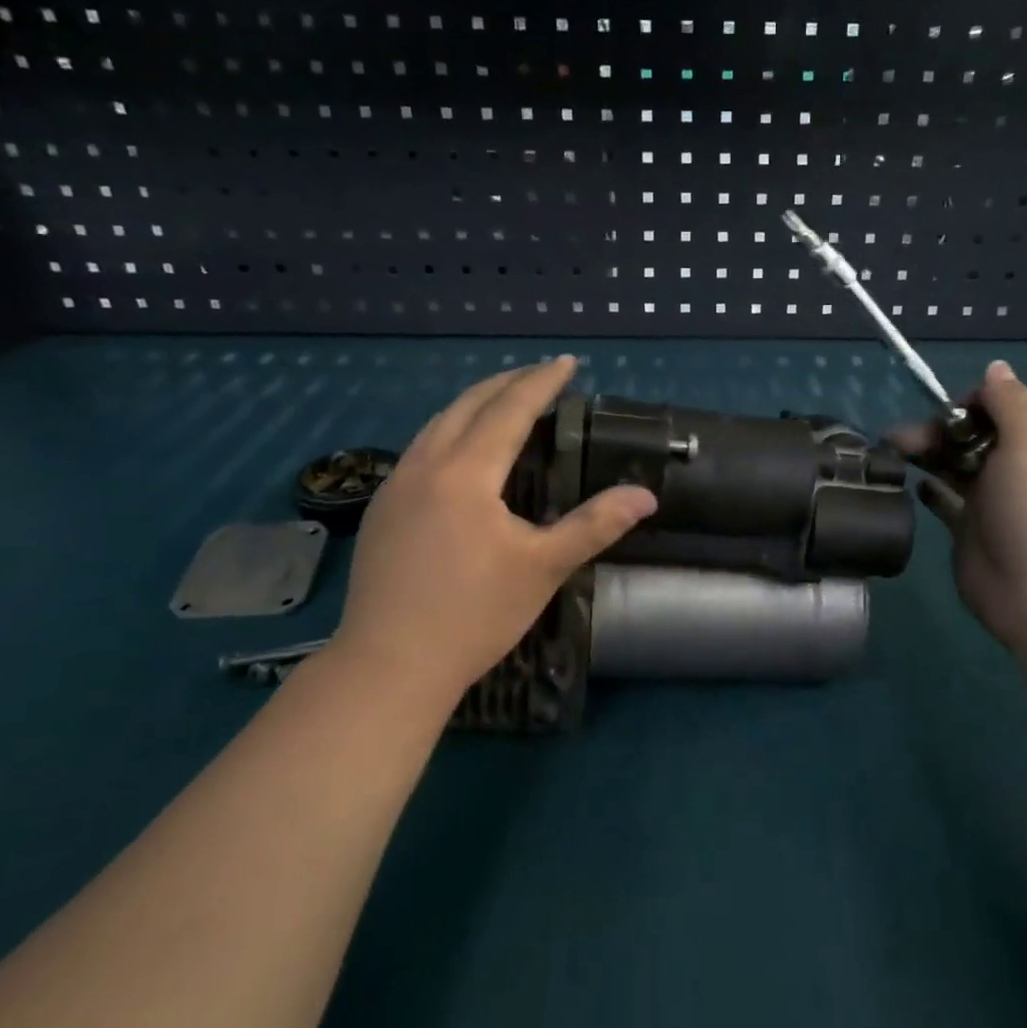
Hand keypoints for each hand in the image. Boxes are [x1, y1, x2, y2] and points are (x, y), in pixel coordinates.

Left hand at [330, 356, 656, 709]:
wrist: (390, 664)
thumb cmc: (475, 615)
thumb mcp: (543, 568)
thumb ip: (595, 525)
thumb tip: (646, 496)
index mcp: (466, 473)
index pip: (509, 409)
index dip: (540, 382)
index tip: (567, 363)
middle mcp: (425, 465)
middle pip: (467, 405)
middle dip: (507, 382)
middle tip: (540, 374)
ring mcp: (395, 485)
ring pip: (437, 424)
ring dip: (474, 404)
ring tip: (504, 401)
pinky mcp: (380, 509)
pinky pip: (419, 448)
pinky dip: (449, 431)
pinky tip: (460, 451)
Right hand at [891, 360, 1026, 658]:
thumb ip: (1010, 402)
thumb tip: (995, 368)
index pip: (1001, 407)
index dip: (967, 404)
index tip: (942, 415)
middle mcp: (1020, 468)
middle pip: (971, 435)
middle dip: (936, 430)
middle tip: (899, 440)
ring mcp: (994, 502)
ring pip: (954, 465)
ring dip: (926, 454)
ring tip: (891, 453)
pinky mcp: (970, 531)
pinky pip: (944, 501)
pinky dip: (928, 488)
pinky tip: (911, 484)